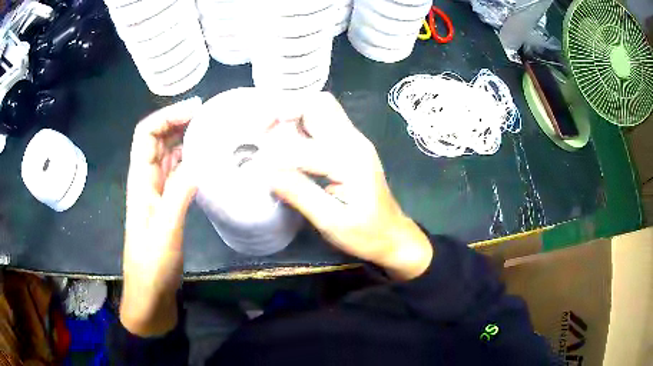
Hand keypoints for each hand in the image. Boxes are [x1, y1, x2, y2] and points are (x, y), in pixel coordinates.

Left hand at [121, 98, 200, 335]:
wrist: (150, 292)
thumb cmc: (152, 265)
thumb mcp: (165, 231)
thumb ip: (179, 195)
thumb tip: (200, 161)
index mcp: (140, 181)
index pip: (146, 135)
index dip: (166, 116)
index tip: (195, 109)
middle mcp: (147, 180)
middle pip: (157, 139)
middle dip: (179, 121)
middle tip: (210, 117)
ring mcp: (157, 192)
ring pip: (168, 154)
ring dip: (185, 138)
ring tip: (213, 131)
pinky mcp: (167, 203)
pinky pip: (177, 172)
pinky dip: (190, 160)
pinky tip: (207, 160)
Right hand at [265, 93, 432, 280]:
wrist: (393, 235)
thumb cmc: (366, 234)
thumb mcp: (332, 221)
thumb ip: (300, 194)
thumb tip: (268, 173)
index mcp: (349, 159)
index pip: (302, 144)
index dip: (276, 155)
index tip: (260, 170)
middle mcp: (353, 141)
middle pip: (318, 103)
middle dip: (285, 109)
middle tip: (262, 132)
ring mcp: (354, 141)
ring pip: (321, 108)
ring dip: (293, 114)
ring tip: (270, 134)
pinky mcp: (351, 146)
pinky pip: (324, 122)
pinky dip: (301, 124)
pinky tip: (288, 143)